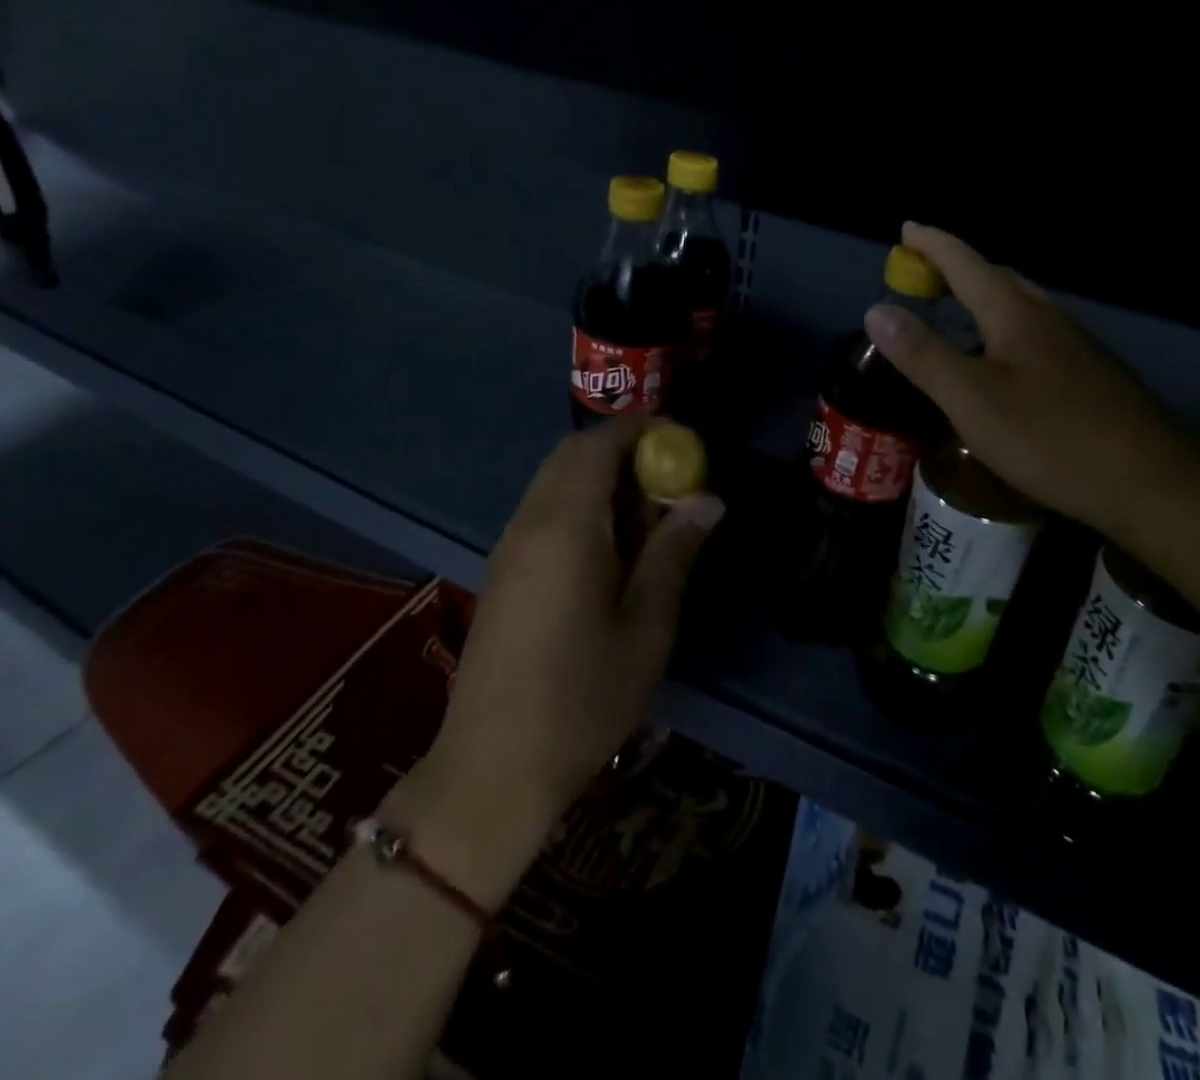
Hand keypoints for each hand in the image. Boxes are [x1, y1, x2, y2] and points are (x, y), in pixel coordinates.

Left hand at [393, 417, 724, 903]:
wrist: (492, 769)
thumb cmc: (582, 699)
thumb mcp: (646, 626)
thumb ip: (674, 552)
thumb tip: (707, 498)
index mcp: (566, 527)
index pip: (598, 445)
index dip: (641, 429)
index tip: (684, 441)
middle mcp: (529, 522)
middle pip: (571, 454)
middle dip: (623, 449)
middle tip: (671, 477)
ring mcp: (509, 546)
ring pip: (554, 480)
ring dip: (601, 476)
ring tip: (648, 513)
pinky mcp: (503, 571)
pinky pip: (544, 509)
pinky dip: (581, 501)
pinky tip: (611, 546)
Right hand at [863, 223, 1193, 536]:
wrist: (1151, 483)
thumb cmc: (1049, 438)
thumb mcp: (970, 400)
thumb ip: (923, 355)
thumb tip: (878, 310)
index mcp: (1016, 316)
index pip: (966, 264)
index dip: (933, 244)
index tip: (906, 228)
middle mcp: (1049, 319)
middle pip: (999, 278)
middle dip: (958, 268)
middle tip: (925, 275)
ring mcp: (1077, 347)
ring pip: (1023, 306)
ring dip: (985, 298)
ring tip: (957, 313)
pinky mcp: (1092, 376)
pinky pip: (1038, 334)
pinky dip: (1006, 328)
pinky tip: (1003, 363)